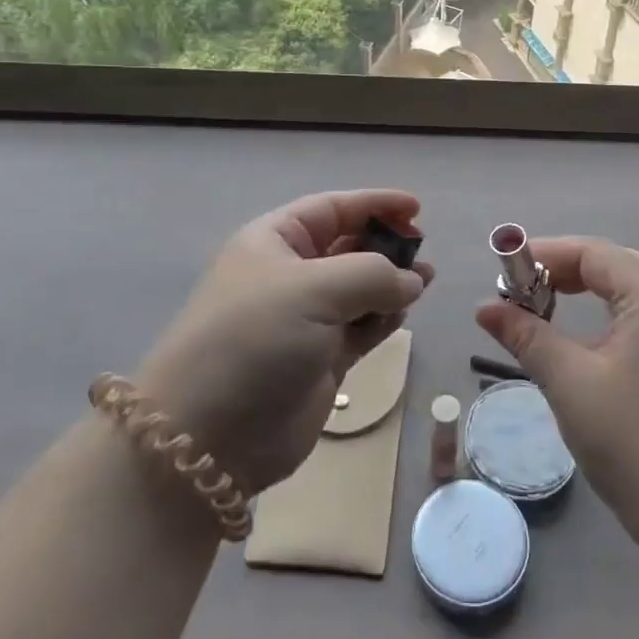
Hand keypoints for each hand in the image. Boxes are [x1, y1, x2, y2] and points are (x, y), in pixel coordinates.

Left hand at [135, 190, 432, 494]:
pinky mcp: (320, 359)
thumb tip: (411, 279)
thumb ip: (373, 274)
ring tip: (426, 280)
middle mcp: (289, 275)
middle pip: (347, 246)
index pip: (331, 209)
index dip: (374, 204)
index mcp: (274, 242)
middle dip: (385, 244)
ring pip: (359, 289)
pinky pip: (361, 327)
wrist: (211, 435)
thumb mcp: (314, 289)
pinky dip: (384, 318)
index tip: (416, 208)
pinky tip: (405, 313)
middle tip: (423, 250)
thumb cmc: (256, 338)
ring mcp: (305, 319)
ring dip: (392, 282)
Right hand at [477, 238, 638, 550]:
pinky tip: (634, 300)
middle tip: (527, 289)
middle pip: (617, 262)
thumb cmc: (628, 439)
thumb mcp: (568, 382)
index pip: (594, 254)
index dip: (548, 255)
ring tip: (560, 296)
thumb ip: (526, 335)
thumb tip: (484, 308)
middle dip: (569, 268)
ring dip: (599, 282)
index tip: (509, 271)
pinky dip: (636, 295)